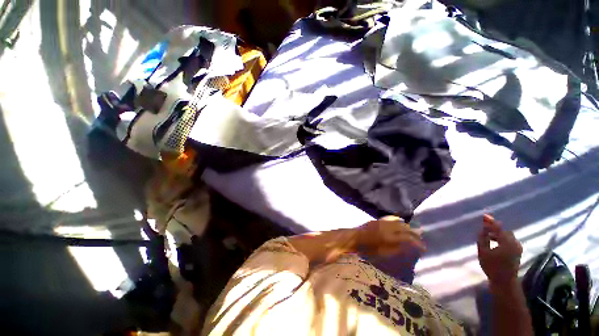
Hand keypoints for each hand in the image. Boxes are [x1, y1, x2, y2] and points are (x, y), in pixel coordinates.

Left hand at [356, 216, 425, 256]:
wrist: (354, 238)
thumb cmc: (367, 250)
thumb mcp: (382, 253)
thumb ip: (396, 249)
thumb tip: (407, 246)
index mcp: (389, 237)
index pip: (407, 238)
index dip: (417, 243)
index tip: (423, 248)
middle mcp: (387, 227)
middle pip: (405, 228)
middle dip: (415, 233)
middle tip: (421, 239)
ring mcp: (382, 222)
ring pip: (399, 222)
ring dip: (408, 227)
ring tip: (414, 232)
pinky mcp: (377, 220)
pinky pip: (391, 219)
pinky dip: (399, 221)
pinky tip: (401, 223)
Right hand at [477, 214, 522, 287]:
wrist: (505, 282)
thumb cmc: (492, 267)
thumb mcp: (483, 252)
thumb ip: (483, 239)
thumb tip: (482, 230)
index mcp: (507, 243)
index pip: (498, 228)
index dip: (491, 222)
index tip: (484, 216)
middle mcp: (515, 243)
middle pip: (504, 231)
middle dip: (495, 228)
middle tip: (485, 228)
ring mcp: (517, 248)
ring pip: (507, 236)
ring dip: (498, 234)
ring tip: (488, 235)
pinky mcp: (517, 252)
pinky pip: (509, 241)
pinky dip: (502, 239)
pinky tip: (494, 242)